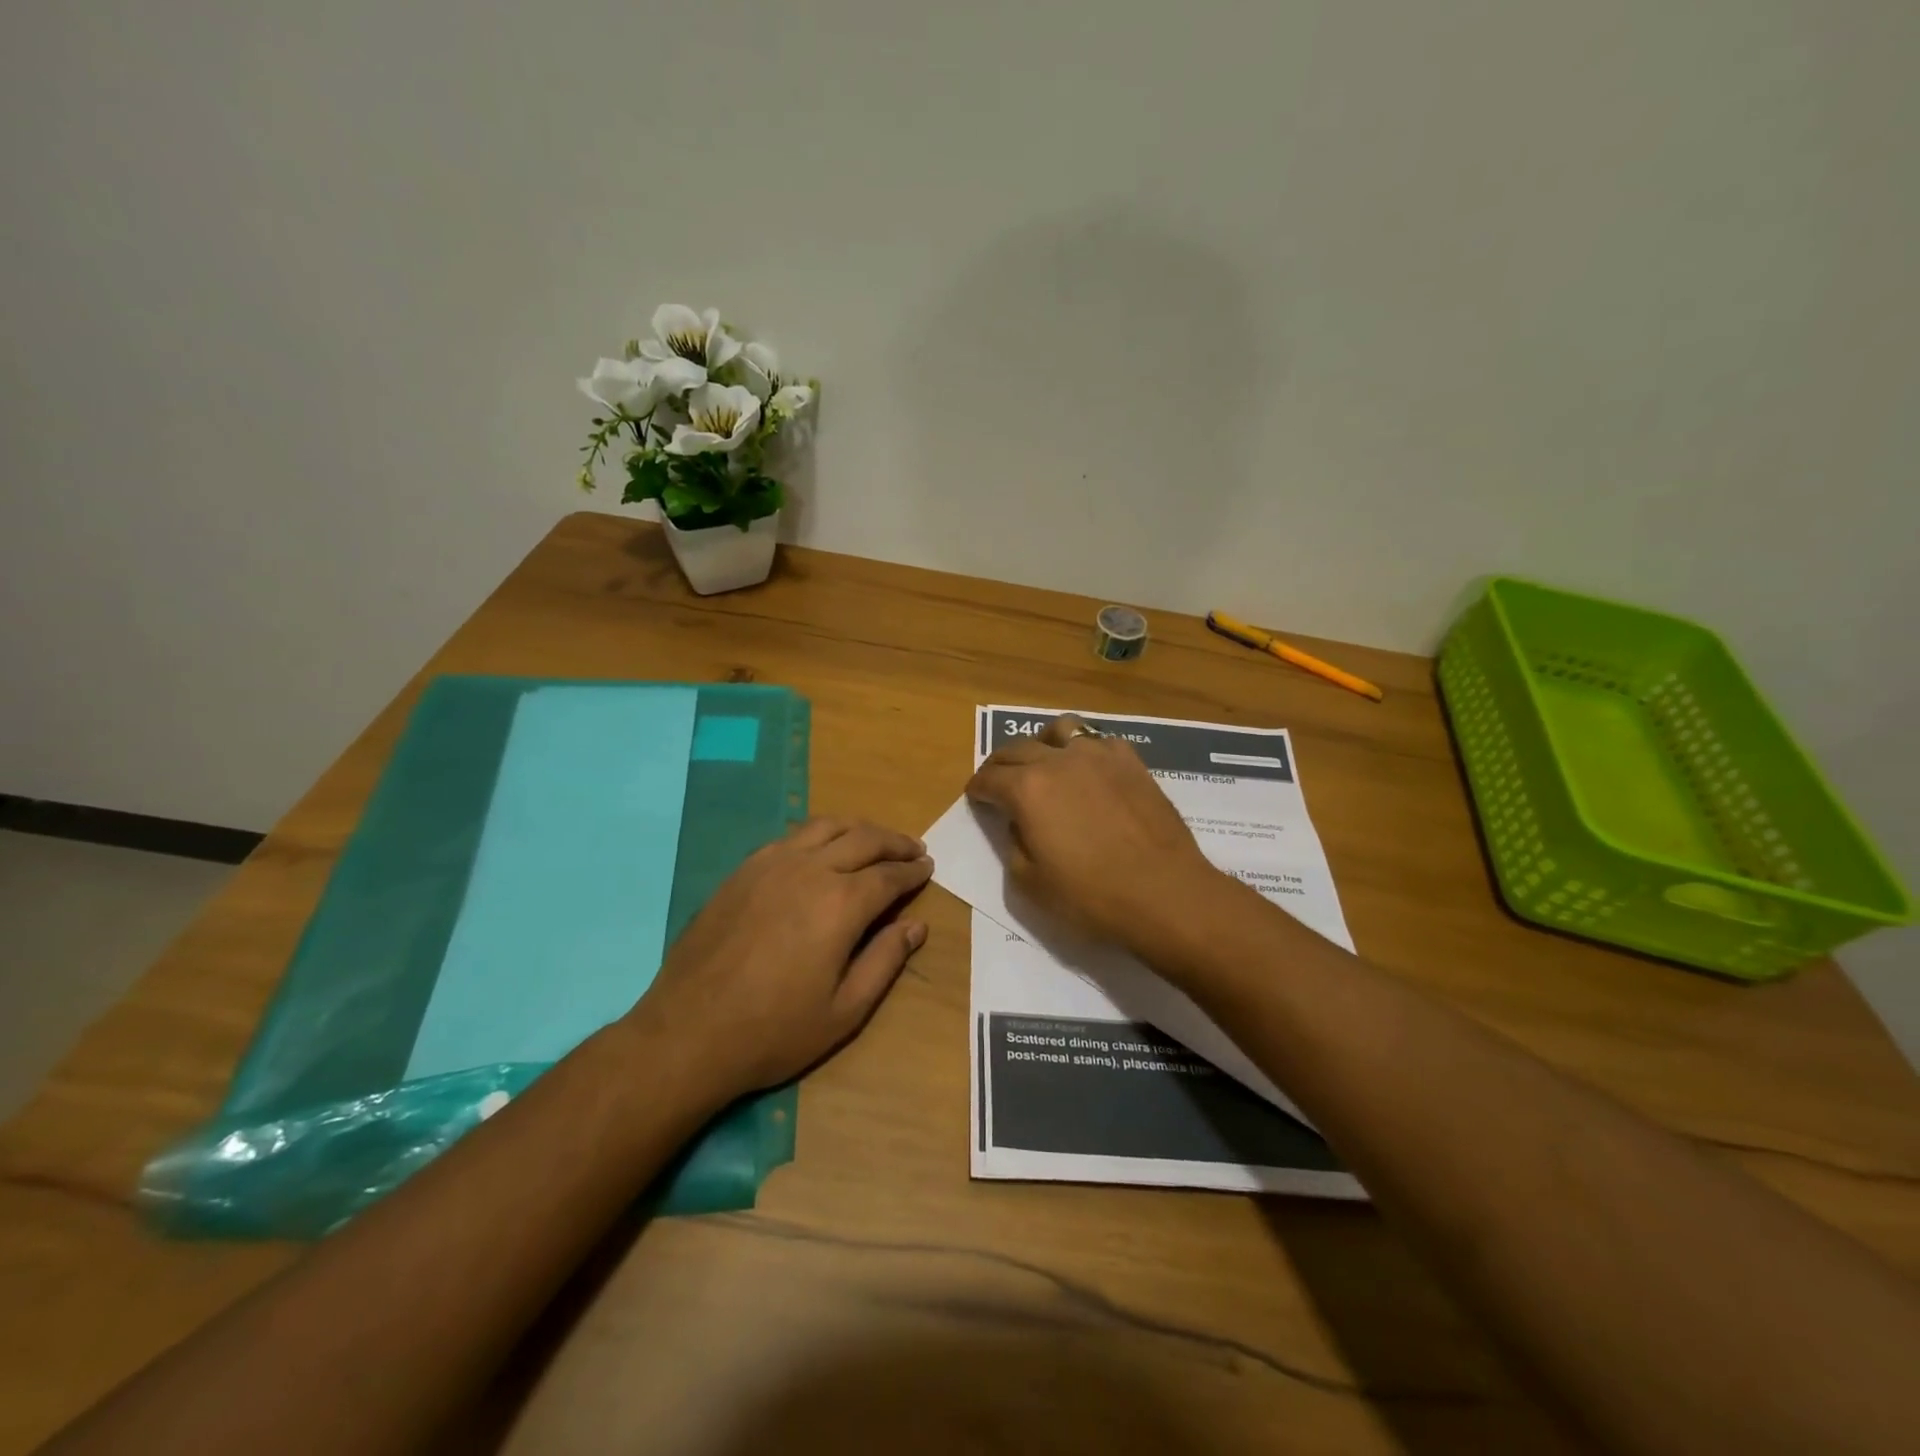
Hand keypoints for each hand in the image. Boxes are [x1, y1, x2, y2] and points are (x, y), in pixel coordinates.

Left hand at [627, 817, 933, 1100]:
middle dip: (894, 842)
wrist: (689, 1032)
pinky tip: (823, 848)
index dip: (912, 871)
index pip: (889, 876)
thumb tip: (917, 925)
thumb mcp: (845, 1011)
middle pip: (863, 839)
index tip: (928, 868)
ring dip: (858, 828)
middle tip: (913, 849)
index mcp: (841, 904)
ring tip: (875, 839)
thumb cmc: (774, 1030)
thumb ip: (885, 961)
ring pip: (826, 826)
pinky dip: (820, 833)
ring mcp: (772, 864)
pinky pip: (792, 836)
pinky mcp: (744, 870)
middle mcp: (810, 870)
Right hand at [965, 715, 1221, 953]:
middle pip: (1017, 749)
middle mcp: (1059, 760)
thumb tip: (1019, 822)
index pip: (989, 778)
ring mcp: (1099, 756)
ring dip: (1042, 743)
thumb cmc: (1090, 897)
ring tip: (1043, 761)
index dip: (977, 789)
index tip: (975, 796)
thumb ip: (1014, 844)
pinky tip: (1089, 771)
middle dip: (1000, 765)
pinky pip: (1099, 742)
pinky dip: (1084, 751)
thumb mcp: (1030, 883)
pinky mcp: (1132, 762)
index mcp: (1027, 789)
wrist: (1164, 894)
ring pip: (1060, 730)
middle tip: (997, 780)